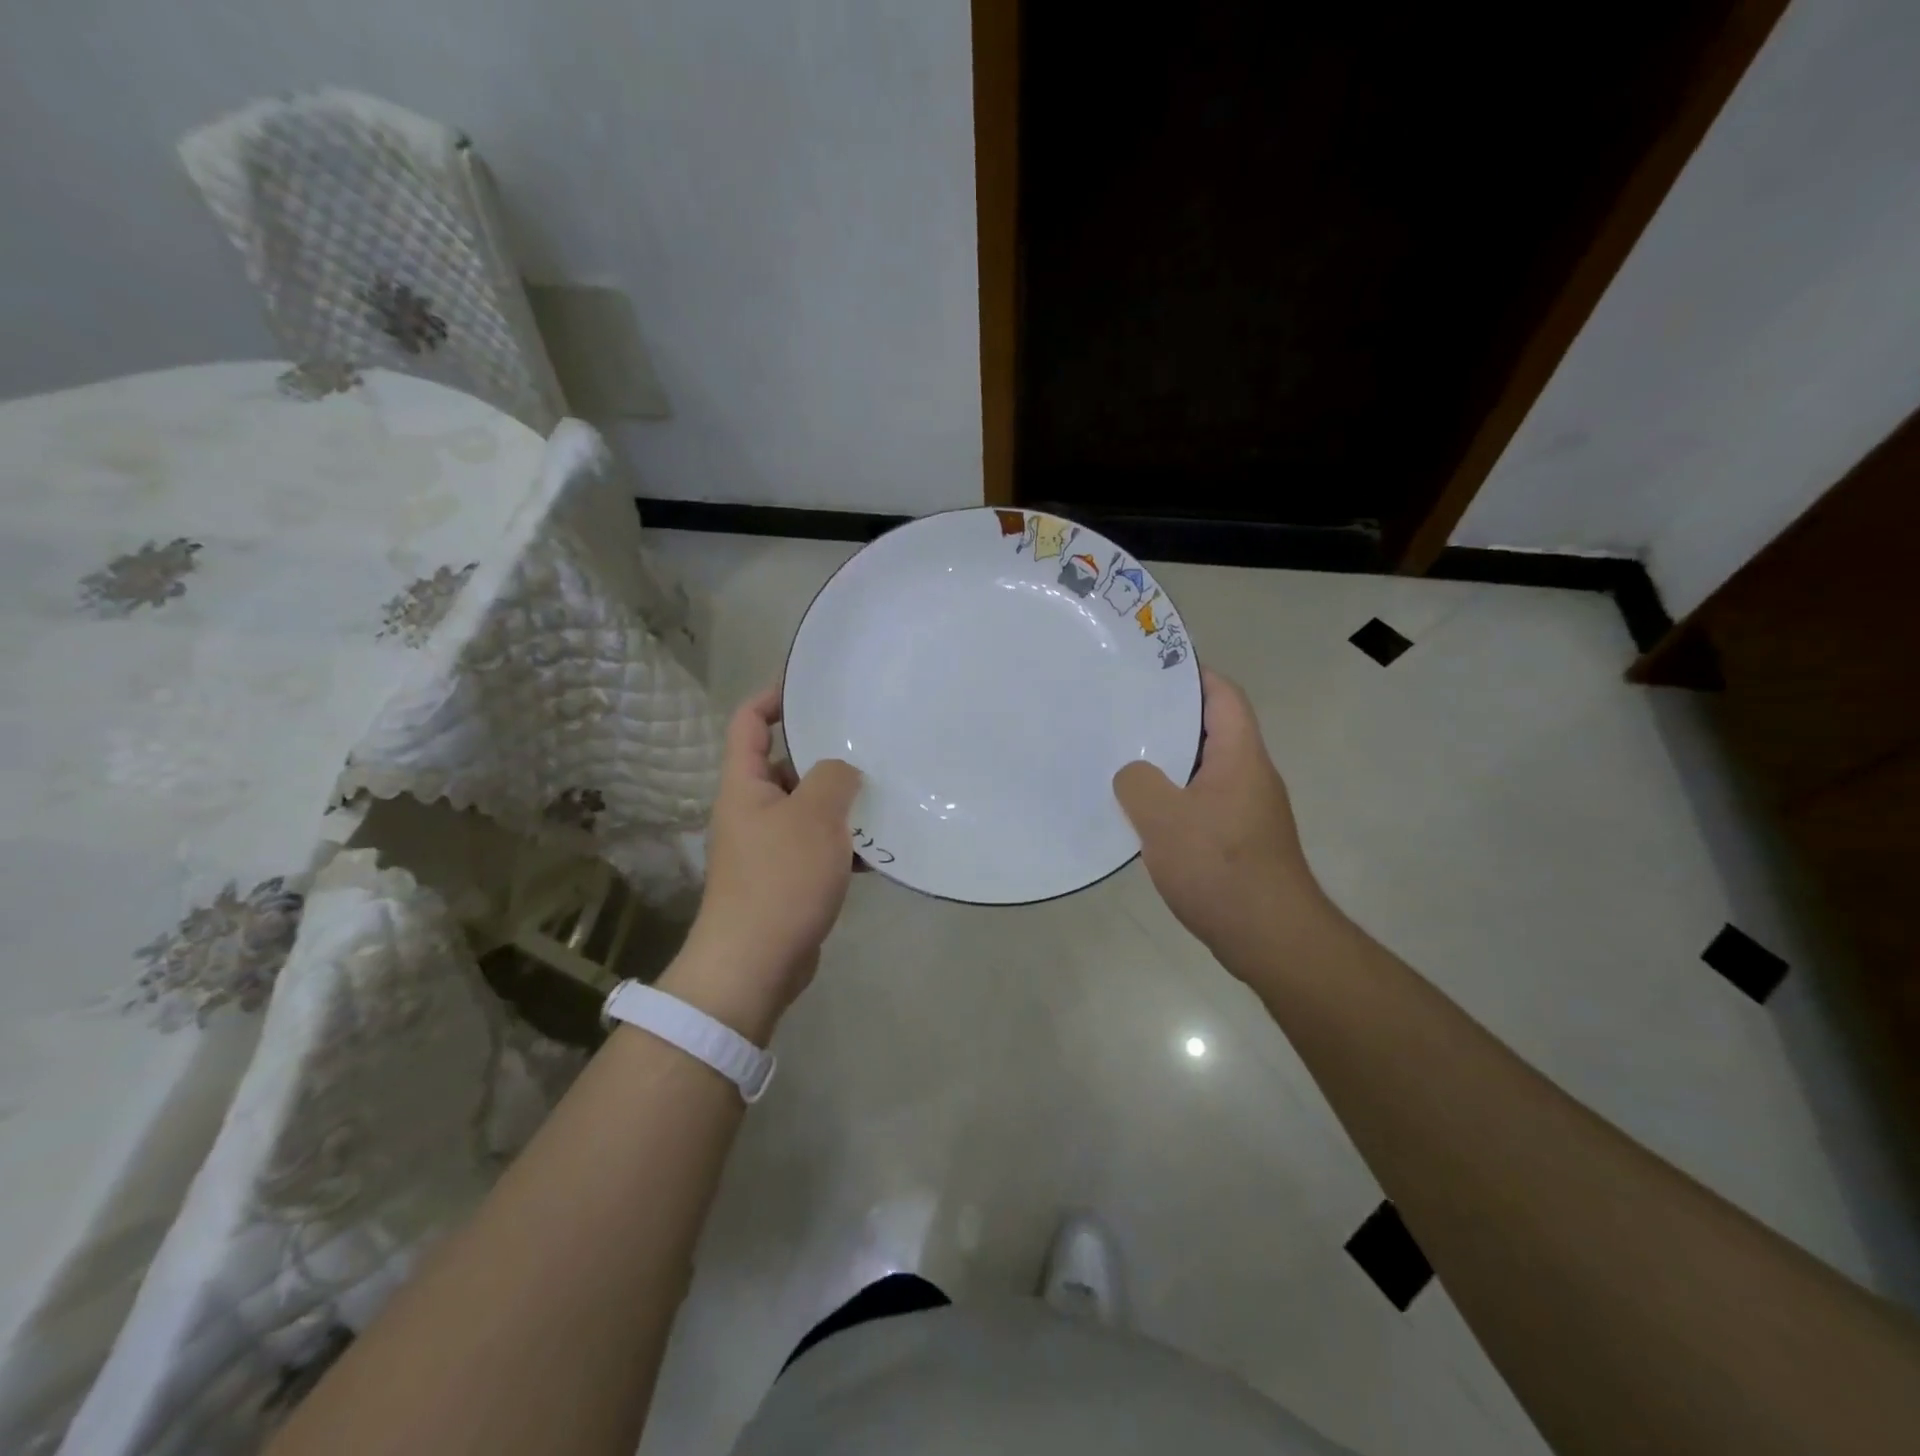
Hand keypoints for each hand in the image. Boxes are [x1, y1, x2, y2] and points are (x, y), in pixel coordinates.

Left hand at [664, 685, 860, 1041]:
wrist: (756, 964)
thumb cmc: (780, 879)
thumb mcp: (813, 816)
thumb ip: (832, 778)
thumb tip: (843, 770)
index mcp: (744, 785)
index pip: (749, 722)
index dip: (773, 696)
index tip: (811, 684)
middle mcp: (752, 810)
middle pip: (786, 765)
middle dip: (825, 754)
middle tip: (869, 742)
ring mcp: (769, 846)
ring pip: (809, 808)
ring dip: (842, 802)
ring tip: (886, 791)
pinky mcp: (787, 879)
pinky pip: (819, 846)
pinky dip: (845, 843)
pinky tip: (881, 845)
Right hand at [1113, 668, 1331, 966]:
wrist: (1270, 937)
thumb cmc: (1219, 866)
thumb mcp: (1163, 818)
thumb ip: (1137, 783)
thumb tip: (1133, 775)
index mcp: (1240, 756)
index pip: (1223, 695)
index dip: (1192, 674)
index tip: (1152, 668)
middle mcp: (1250, 775)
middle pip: (1213, 729)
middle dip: (1170, 717)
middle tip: (1123, 712)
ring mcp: (1248, 809)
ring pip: (1205, 769)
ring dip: (1169, 761)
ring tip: (1123, 757)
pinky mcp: (1240, 840)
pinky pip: (1203, 802)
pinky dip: (1175, 797)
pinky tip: (1142, 813)